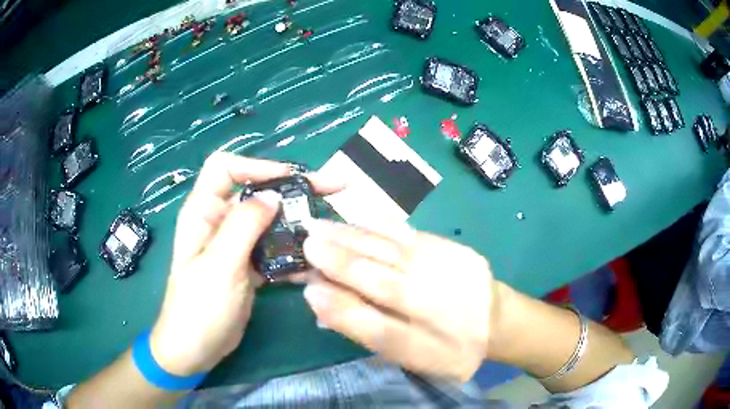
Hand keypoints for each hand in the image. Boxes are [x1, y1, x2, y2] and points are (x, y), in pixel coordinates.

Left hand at [150, 153, 342, 375]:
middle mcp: (219, 222)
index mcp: (203, 212)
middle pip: (255, 192)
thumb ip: (245, 225)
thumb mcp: (220, 265)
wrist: (195, 349)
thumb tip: (274, 195)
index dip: (257, 166)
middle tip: (332, 189)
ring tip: (328, 228)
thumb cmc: (199, 309)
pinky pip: (272, 249)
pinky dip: (292, 253)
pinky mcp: (247, 266)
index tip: (293, 179)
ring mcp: (234, 245)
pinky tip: (313, 263)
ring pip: (268, 221)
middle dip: (292, 189)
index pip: (226, 168)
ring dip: (296, 223)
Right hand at [301, 220, 497, 381]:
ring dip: (354, 238)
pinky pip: (414, 236)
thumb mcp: (411, 358)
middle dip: (343, 264)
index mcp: (430, 348)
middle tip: (307, 244)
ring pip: (396, 254)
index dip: (344, 312)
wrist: (496, 321)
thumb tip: (323, 302)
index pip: (382, 332)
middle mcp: (442, 312)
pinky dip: (381, 226)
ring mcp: (453, 276)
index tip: (309, 291)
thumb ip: (369, 333)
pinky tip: (357, 219)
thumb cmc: (447, 348)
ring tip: (320, 227)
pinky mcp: (458, 251)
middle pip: (387, 286)